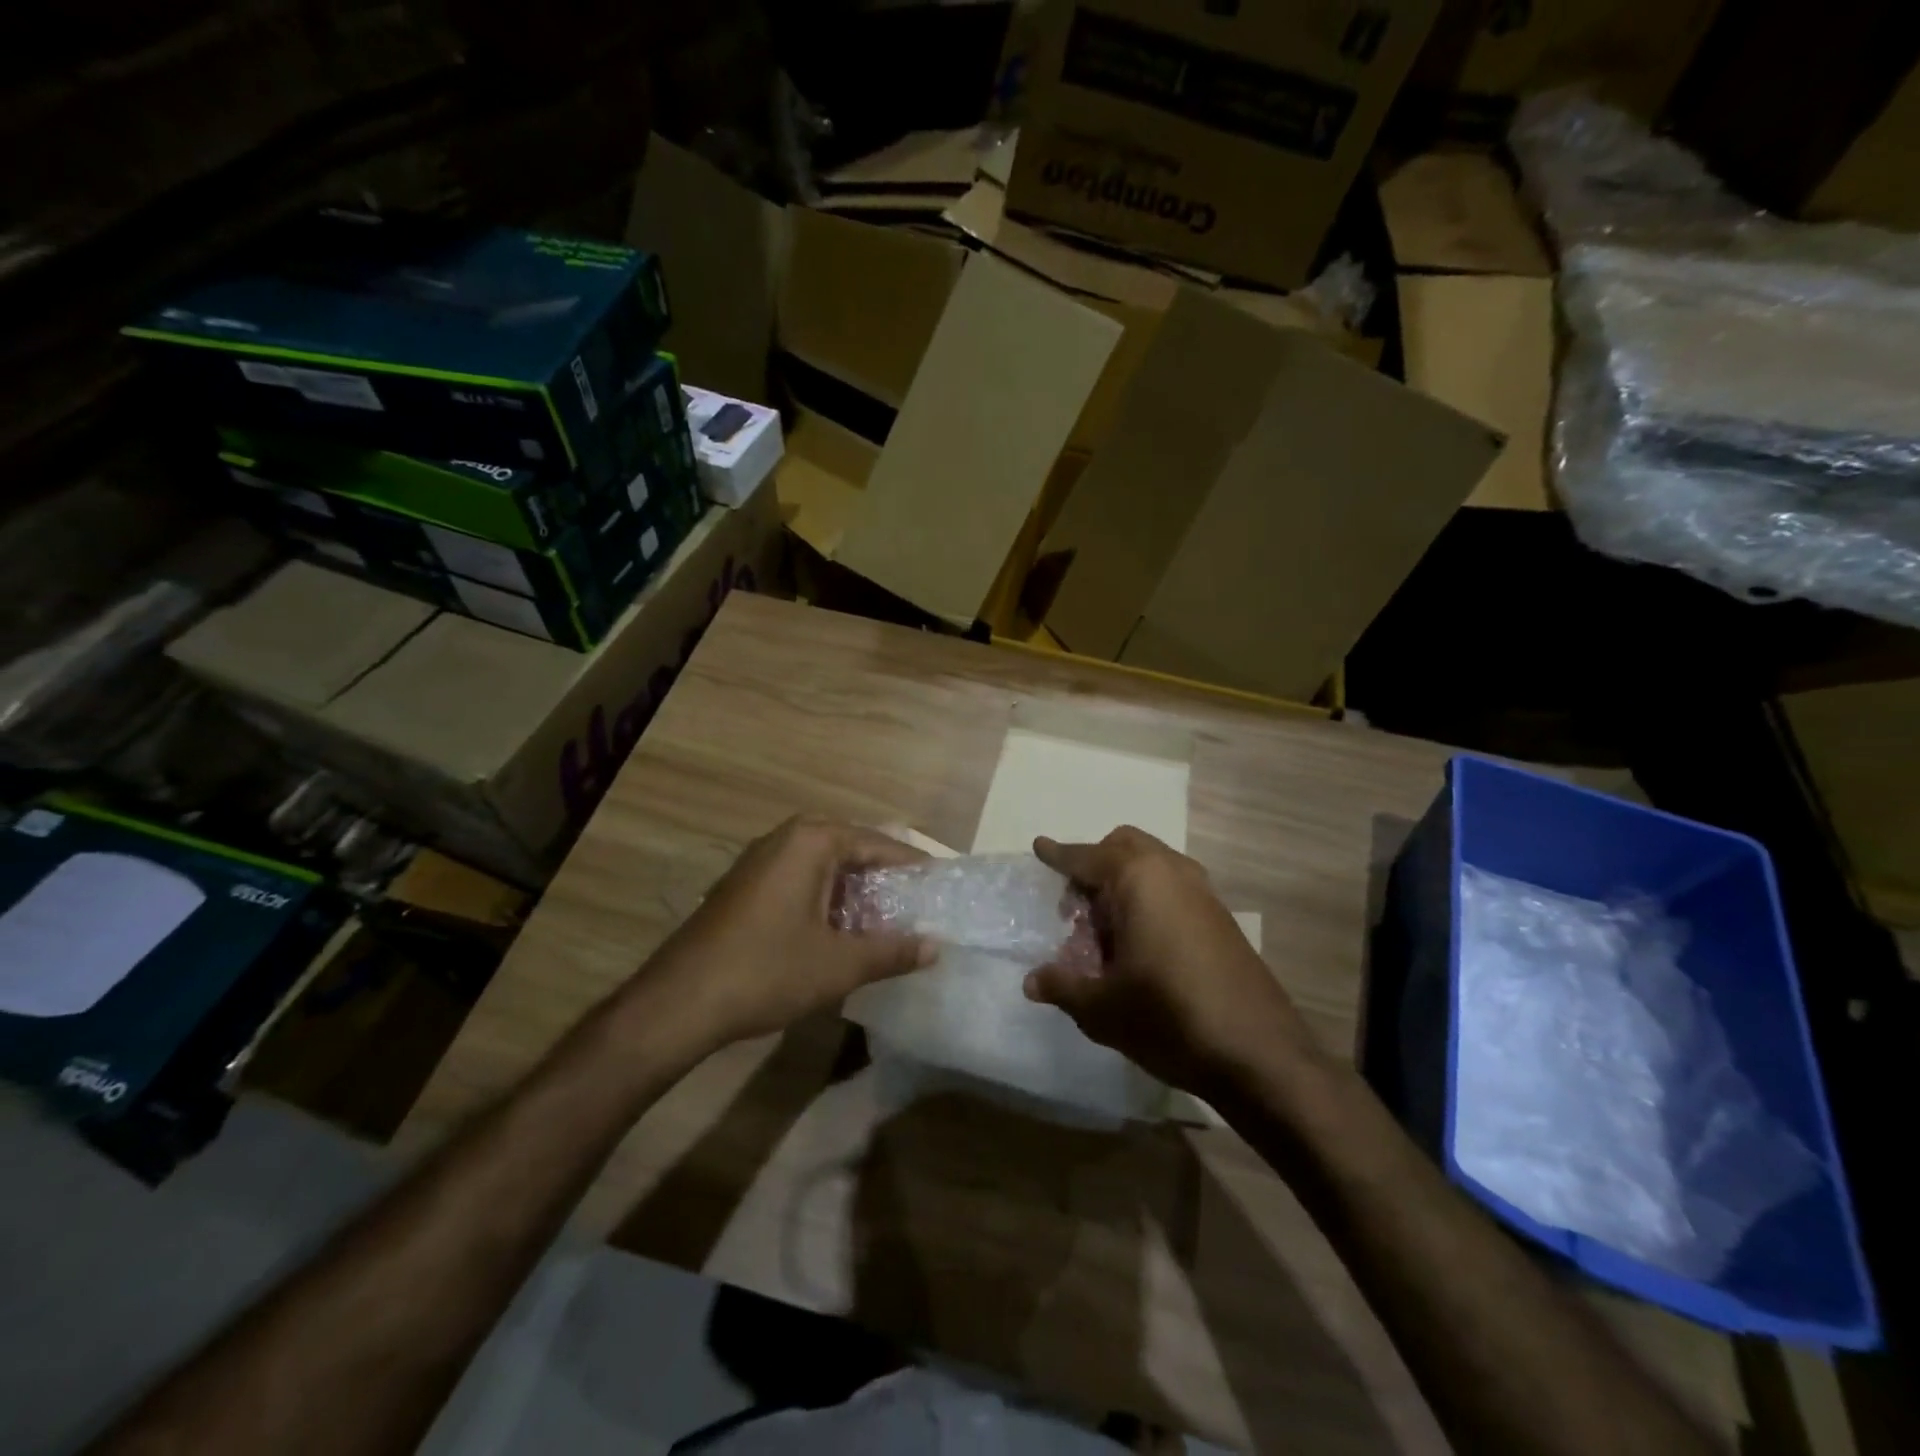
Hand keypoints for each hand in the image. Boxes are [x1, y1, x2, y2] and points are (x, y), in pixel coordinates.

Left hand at [632, 816, 935, 1049]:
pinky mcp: (744, 886)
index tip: (940, 883)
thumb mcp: (840, 964)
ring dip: (853, 890)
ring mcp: (759, 861)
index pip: (878, 844)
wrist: (679, 1002)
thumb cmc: (767, 971)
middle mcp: (785, 838)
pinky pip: (798, 879)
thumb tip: (935, 948)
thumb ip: (892, 951)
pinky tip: (838, 931)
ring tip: (883, 919)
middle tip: (913, 902)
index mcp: (811, 841)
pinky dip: (825, 898)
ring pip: (822, 866)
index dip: (912, 865)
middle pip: (850, 849)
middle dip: (883, 876)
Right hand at [1023, 827, 1322, 1096]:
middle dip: (1095, 866)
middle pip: (1124, 847)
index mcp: (1139, 879)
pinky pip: (1173, 889)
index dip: (1059, 855)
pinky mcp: (1221, 919)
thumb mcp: (1102, 1008)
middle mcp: (1172, 872)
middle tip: (1075, 909)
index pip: (1087, 857)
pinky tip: (1141, 948)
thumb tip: (1032, 981)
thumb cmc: (1168, 1018)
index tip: (1039, 847)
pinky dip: (1150, 900)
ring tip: (1106, 934)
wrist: (1259, 1054)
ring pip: (1153, 866)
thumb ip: (1063, 986)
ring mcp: (1203, 894)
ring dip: (1123, 884)